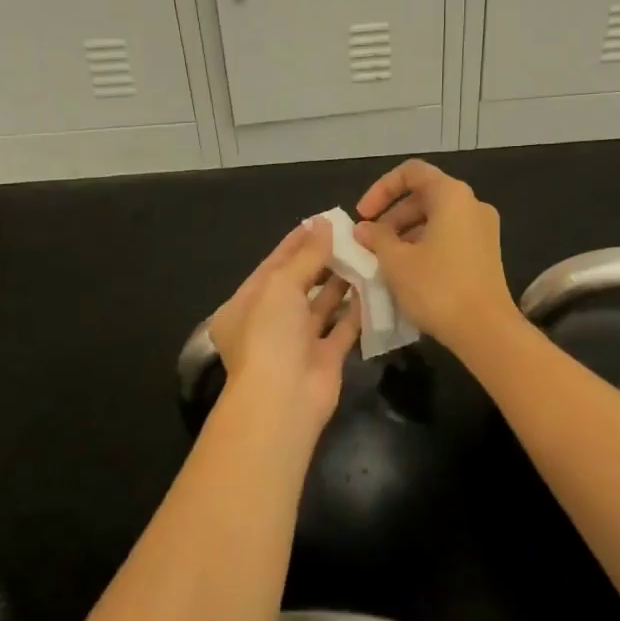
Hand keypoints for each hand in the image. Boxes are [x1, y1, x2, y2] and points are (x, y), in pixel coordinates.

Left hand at [207, 220, 360, 437]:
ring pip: (322, 305)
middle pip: (299, 283)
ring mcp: (297, 341)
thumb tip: (324, 223)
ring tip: (365, 253)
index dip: (297, 242)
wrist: (283, 399)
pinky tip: (374, 286)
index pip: (273, 264)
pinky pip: (343, 328)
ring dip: (341, 282)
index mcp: (245, 304)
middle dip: (322, 260)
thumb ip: (305, 255)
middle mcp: (269, 322)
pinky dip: (357, 309)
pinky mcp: (325, 358)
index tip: (323, 221)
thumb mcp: (281, 284)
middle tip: (351, 235)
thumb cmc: (270, 334)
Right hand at [353, 158, 518, 353]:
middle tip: (369, 241)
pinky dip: (424, 245)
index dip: (381, 189)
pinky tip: (406, 272)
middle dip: (391, 215)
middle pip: (424, 195)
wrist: (485, 330)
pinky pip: (449, 236)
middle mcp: (472, 204)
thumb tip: (364, 229)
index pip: (411, 173)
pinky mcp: (485, 253)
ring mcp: (483, 229)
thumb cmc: (437, 287)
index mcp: (452, 195)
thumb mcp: (396, 261)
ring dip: (405, 233)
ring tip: (383, 259)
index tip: (363, 215)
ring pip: (436, 218)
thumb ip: (376, 238)